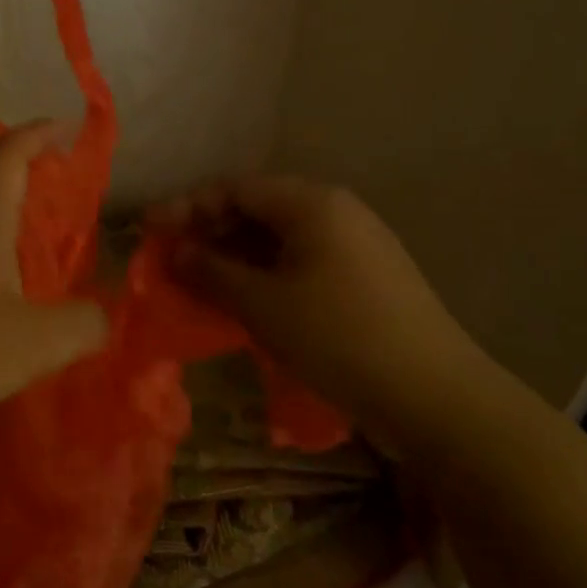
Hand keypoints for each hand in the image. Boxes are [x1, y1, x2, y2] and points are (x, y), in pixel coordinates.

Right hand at [154, 175, 485, 452]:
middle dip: (208, 232)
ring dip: (234, 257)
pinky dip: (264, 275)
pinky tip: (243, 301)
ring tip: (197, 283)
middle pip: (257, 209)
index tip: (149, 230)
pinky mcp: (365, 278)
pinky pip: (300, 262)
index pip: (235, 188)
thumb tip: (171, 250)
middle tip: (169, 260)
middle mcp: (336, 211)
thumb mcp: (263, 305)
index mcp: (312, 203)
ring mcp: (355, 245)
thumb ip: (211, 271)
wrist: (437, 399)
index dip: (186, 207)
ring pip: (278, 238)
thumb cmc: (339, 338)